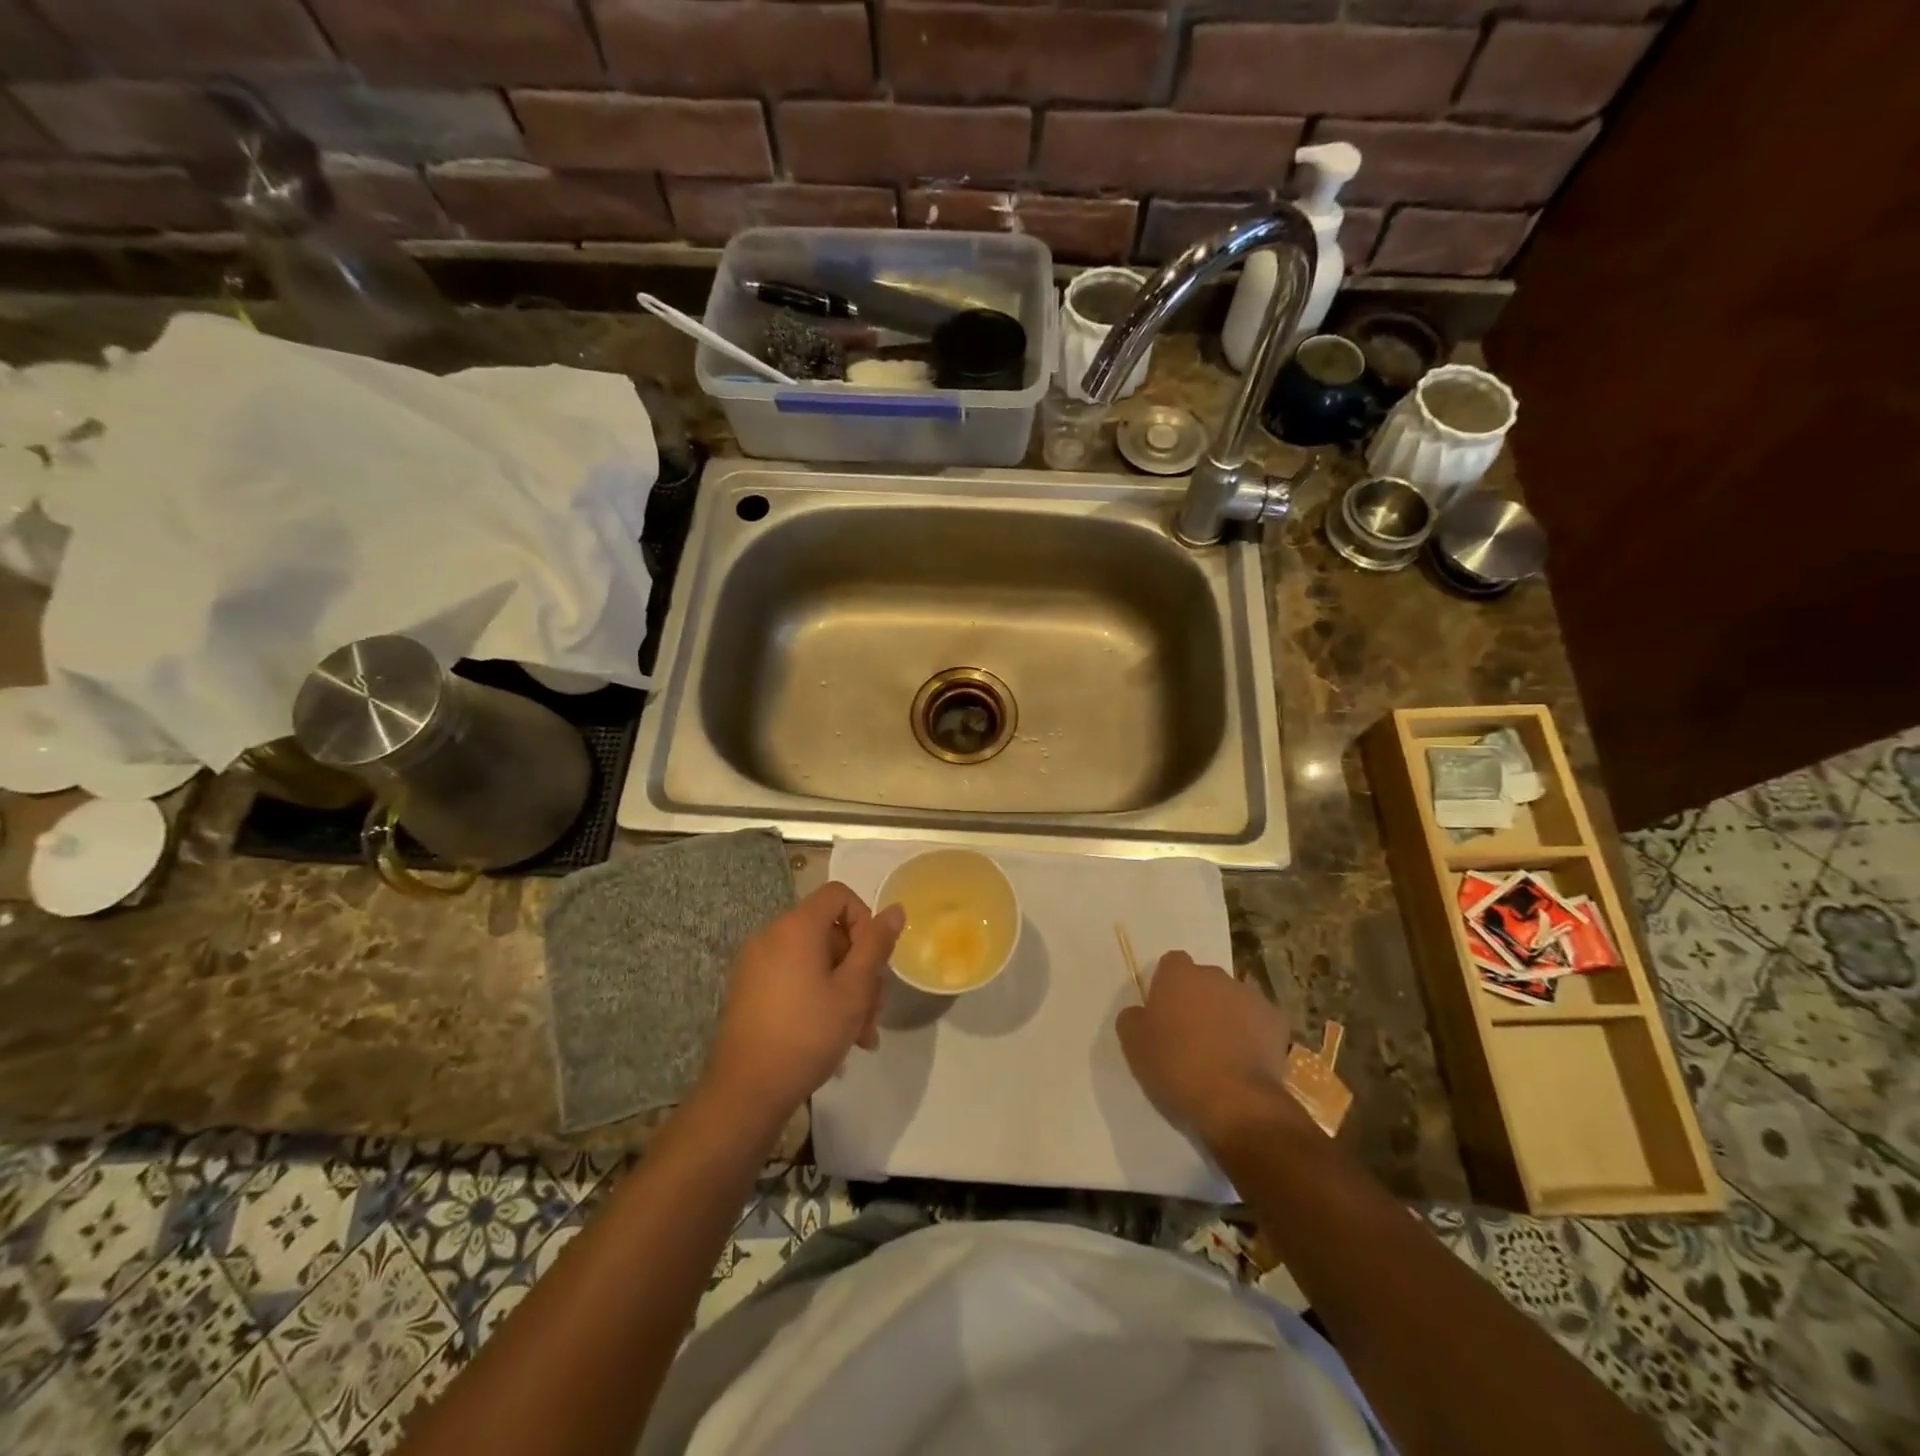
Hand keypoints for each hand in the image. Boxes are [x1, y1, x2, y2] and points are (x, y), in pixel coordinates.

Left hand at [702, 882, 904, 1127]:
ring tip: (861, 1035)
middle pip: (829, 933)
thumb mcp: (854, 990)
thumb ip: (876, 945)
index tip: (874, 960)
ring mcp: (755, 964)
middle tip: (874, 1011)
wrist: (747, 1092)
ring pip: (814, 961)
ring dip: (843, 990)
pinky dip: (817, 996)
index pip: (838, 895)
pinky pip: (793, 978)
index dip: (865, 920)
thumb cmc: (808, 1034)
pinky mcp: (748, 990)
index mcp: (795, 927)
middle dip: (859, 968)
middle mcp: (771, 935)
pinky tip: (834, 1038)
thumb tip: (895, 910)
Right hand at [1116, 951, 1305, 1146]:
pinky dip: (1253, 1036)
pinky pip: (1259, 1022)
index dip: (1167, 986)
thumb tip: (1140, 1013)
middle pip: (1204, 981)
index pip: (1172, 964)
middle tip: (1190, 1036)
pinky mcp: (1277, 1022)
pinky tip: (1246, 1063)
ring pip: (1232, 1000)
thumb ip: (1132, 1018)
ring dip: (1226, 1017)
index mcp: (1179, 975)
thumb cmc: (1176, 1068)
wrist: (1236, 1103)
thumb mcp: (1133, 1046)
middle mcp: (1215, 976)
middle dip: (1198, 1000)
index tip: (1164, 1013)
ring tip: (1220, 1054)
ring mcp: (1250, 997)